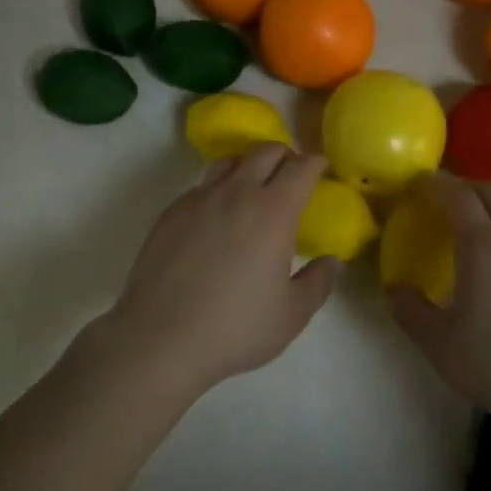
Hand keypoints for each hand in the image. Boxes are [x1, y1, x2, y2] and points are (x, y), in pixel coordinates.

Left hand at [103, 145, 338, 397]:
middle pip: (266, 151)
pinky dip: (219, 189)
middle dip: (286, 156)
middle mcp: (237, 192)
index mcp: (273, 211)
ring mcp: (199, 198)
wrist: (159, 338)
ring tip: (254, 191)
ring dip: (250, 166)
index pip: (302, 167)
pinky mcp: (171, 211)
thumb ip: (318, 283)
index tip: (323, 170)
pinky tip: (217, 220)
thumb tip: (332, 262)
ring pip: (230, 161)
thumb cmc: (234, 328)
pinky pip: (202, 185)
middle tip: (292, 177)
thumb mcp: (290, 315)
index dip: (316, 163)